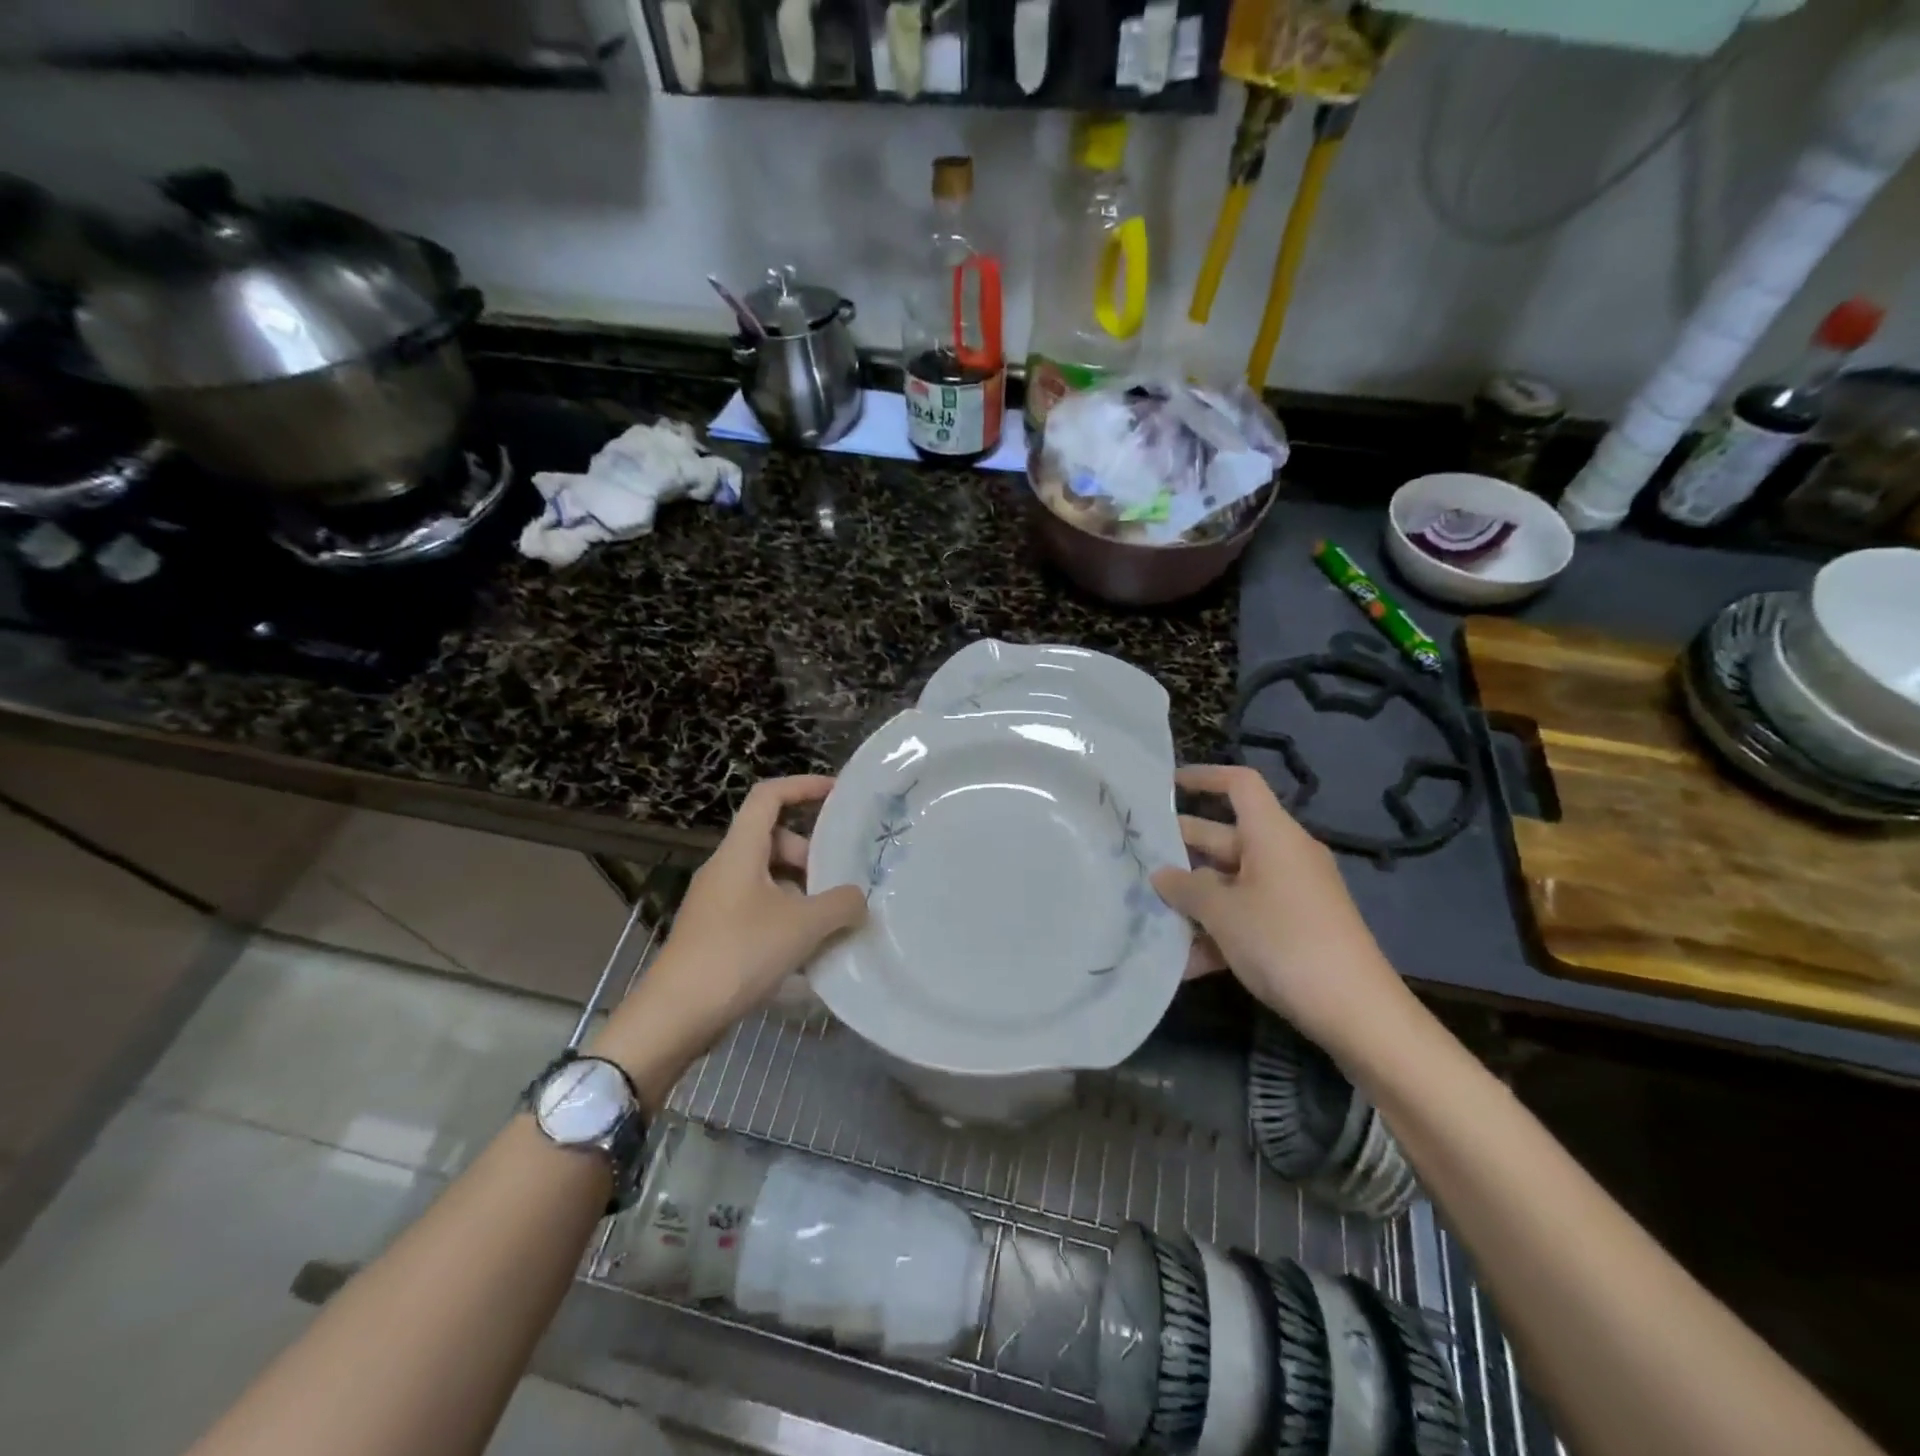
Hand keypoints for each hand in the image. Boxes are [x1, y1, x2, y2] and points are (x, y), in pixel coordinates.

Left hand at [595, 776, 865, 1098]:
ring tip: (831, 919)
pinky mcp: (715, 932)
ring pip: (768, 877)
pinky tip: (807, 950)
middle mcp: (725, 868)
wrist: (676, 1015)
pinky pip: (759, 907)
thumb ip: (841, 904)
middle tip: (840, 879)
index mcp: (740, 852)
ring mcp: (717, 902)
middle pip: (773, 839)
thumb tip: (858, 899)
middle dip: (811, 853)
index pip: (769, 796)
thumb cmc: (739, 954)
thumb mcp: (802, 926)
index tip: (838, 793)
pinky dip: (786, 916)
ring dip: (802, 889)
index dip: (804, 786)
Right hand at [1152, 765, 1409, 1052]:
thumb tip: (1161, 875)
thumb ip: (1185, 888)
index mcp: (1272, 835)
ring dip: (1193, 900)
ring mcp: (1290, 894)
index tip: (1165, 785)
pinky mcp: (1294, 929)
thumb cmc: (1284, 941)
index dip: (1203, 778)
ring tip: (1148, 915)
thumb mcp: (1223, 912)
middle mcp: (1282, 856)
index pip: (1239, 785)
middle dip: (1180, 851)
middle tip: (1135, 860)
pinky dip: (1217, 933)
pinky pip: (1246, 917)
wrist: (1356, 1011)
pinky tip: (1183, 964)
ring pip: (1230, 883)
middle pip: (1224, 837)